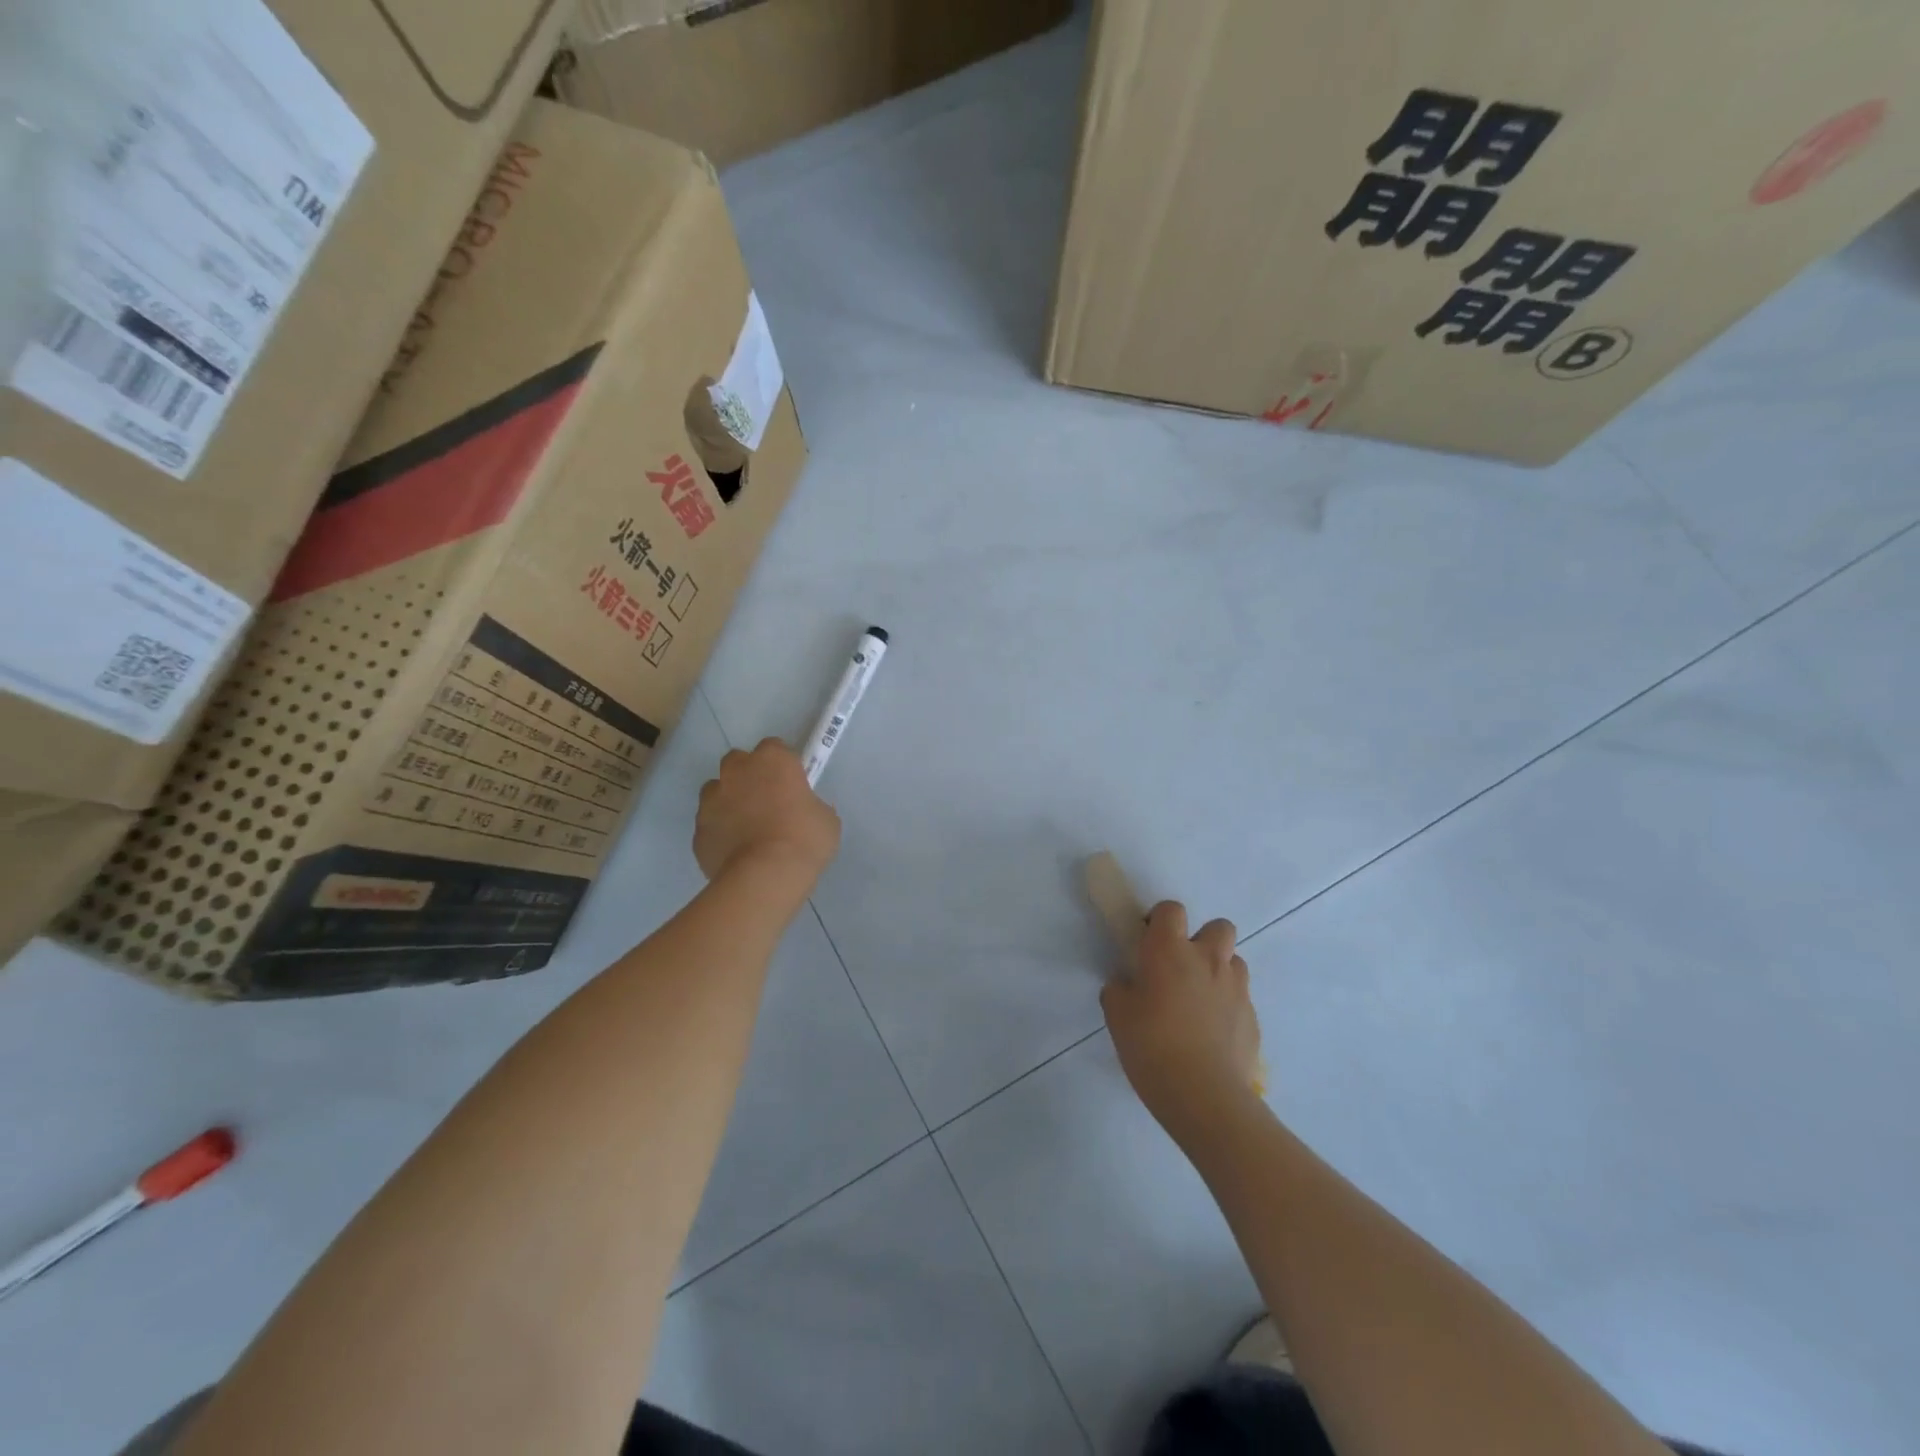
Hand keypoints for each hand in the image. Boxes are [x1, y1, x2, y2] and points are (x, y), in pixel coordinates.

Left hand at [694, 739, 840, 887]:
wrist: (764, 877)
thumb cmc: (804, 840)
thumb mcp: (826, 819)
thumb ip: (812, 806)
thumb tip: (804, 811)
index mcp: (772, 760)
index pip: (774, 747)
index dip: (782, 765)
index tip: (791, 784)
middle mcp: (737, 771)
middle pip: (738, 762)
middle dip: (748, 776)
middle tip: (766, 802)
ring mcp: (711, 799)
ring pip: (716, 791)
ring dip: (729, 801)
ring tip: (747, 828)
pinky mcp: (697, 829)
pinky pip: (710, 823)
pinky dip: (719, 831)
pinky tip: (735, 851)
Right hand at [1102, 902, 1262, 1135]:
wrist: (1204, 1095)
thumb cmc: (1152, 1046)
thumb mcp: (1117, 1015)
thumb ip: (1120, 990)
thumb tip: (1127, 985)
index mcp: (1170, 950)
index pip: (1171, 909)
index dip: (1160, 920)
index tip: (1149, 941)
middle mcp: (1208, 959)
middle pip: (1219, 926)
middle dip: (1203, 939)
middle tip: (1182, 967)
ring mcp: (1236, 989)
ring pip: (1234, 961)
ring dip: (1218, 971)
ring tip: (1199, 1000)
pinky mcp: (1253, 1019)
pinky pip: (1241, 999)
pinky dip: (1228, 1007)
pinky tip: (1212, 1034)